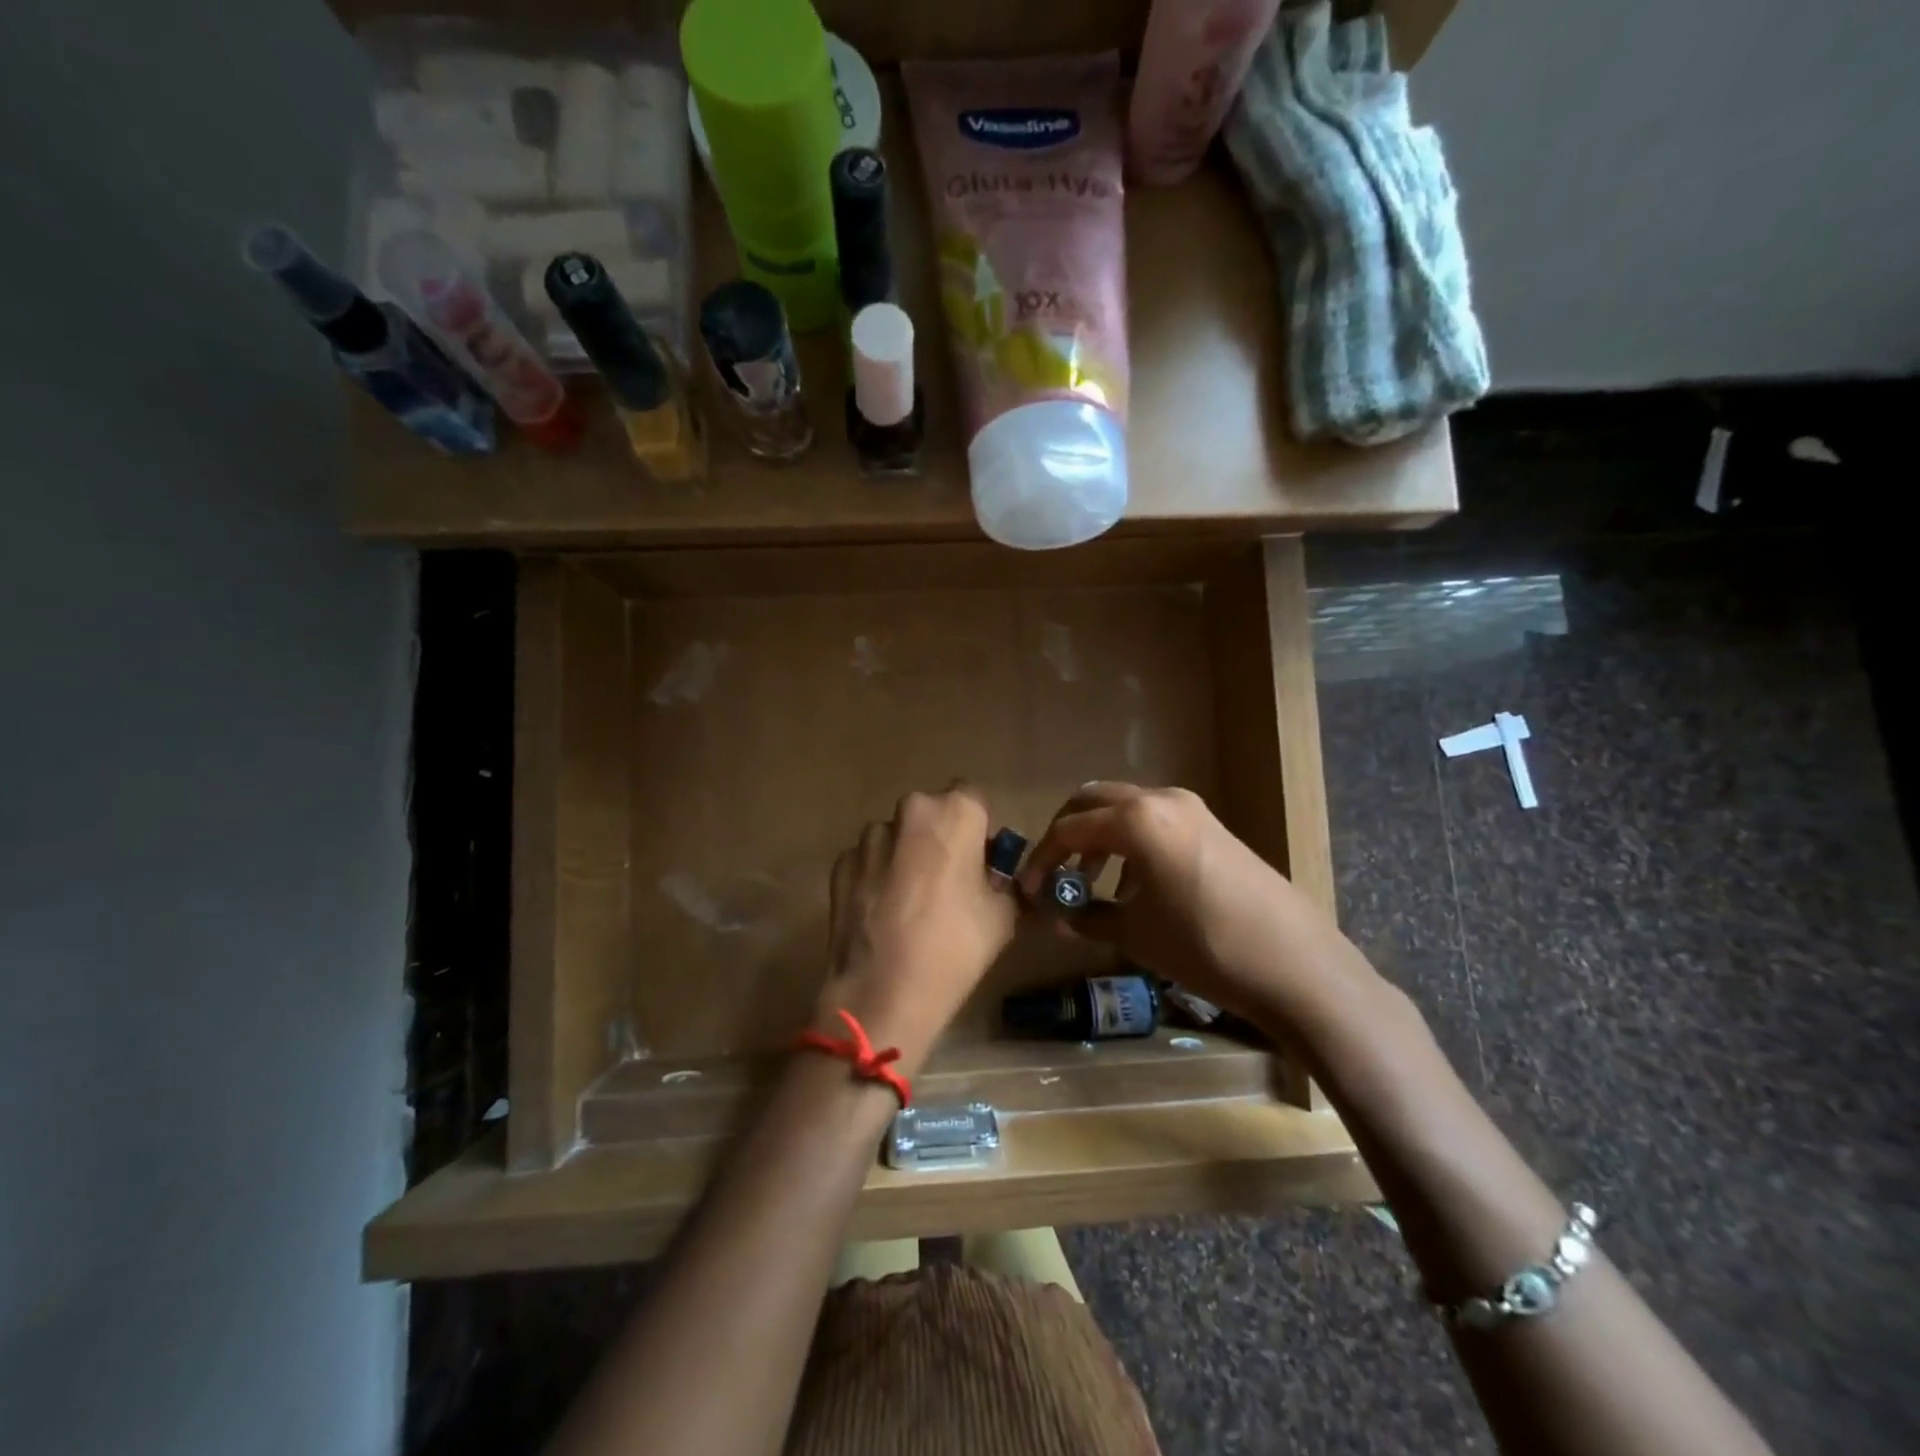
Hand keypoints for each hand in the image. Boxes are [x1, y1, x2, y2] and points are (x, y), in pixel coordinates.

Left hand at [816, 784, 1016, 1077]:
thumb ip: (1002, 881)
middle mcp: (910, 812)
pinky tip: (883, 914)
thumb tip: (993, 877)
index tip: (980, 859)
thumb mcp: (1004, 915)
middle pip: (931, 813)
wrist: (883, 993)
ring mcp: (869, 838)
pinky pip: (869, 861)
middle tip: (949, 880)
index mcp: (955, 813)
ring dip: (906, 855)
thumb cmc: (955, 947)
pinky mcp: (841, 864)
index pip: (974, 797)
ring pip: (897, 836)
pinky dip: (878, 876)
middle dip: (940, 837)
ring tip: (911, 902)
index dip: (979, 827)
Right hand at [1019, 782, 1366, 1026]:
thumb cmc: (1203, 946)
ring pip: (1126, 807)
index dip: (1042, 858)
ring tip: (1091, 881)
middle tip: (1054, 872)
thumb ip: (1088, 917)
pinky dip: (1131, 841)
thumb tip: (1059, 916)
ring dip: (1100, 836)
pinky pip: (1156, 820)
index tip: (1028, 889)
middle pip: (1094, 801)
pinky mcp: (1213, 827)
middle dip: (1067, 833)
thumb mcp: (1135, 935)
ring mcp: (1192, 809)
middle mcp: (1161, 800)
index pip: (1069, 828)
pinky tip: (1135, 885)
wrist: (1294, 963)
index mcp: (1136, 820)